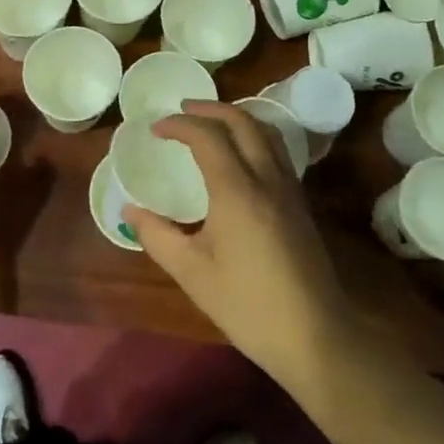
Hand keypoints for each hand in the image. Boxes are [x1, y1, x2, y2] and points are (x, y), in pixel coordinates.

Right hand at [125, 102, 346, 384]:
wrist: (314, 334)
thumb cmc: (246, 304)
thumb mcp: (191, 272)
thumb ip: (157, 235)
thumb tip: (130, 211)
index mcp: (237, 190)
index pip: (208, 136)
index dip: (180, 125)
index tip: (156, 128)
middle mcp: (267, 178)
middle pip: (243, 122)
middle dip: (210, 109)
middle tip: (183, 110)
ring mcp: (289, 189)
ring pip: (266, 132)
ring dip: (237, 118)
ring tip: (211, 123)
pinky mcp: (301, 204)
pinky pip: (277, 151)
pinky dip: (254, 137)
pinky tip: (240, 156)